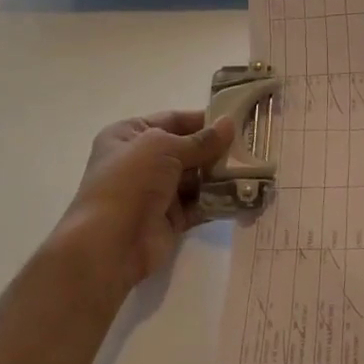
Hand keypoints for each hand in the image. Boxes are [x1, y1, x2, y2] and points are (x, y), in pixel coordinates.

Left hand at [52, 110, 236, 301]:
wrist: (109, 244)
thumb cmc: (130, 182)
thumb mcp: (164, 148)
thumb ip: (200, 140)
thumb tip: (230, 124)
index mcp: (128, 135)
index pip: (172, 119)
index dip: (203, 119)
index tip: (237, 120)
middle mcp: (140, 161)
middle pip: (186, 149)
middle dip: (216, 149)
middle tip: (252, 147)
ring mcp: (154, 192)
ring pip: (195, 178)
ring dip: (220, 176)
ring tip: (254, 170)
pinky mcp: (169, 220)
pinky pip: (199, 205)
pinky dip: (219, 201)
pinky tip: (244, 196)